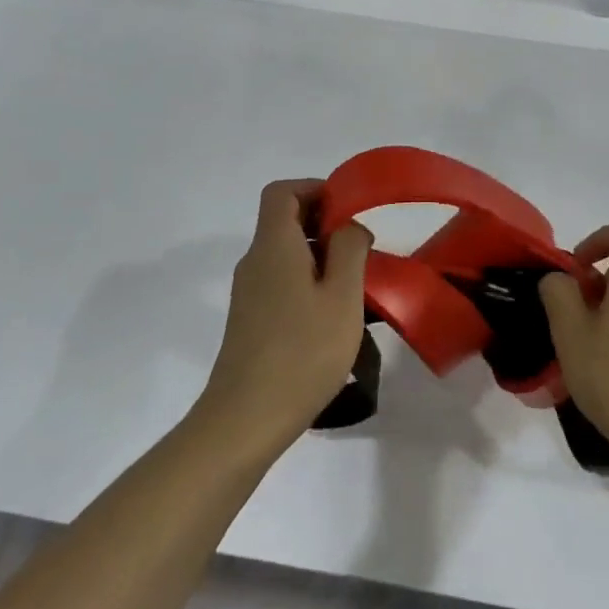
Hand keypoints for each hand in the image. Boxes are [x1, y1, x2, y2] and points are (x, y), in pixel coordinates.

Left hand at [196, 179, 371, 456]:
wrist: (245, 420)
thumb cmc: (302, 352)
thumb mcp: (342, 297)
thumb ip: (349, 250)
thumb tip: (349, 226)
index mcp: (273, 246)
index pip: (282, 192)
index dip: (315, 188)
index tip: (349, 210)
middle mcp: (254, 261)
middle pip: (284, 221)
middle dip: (325, 224)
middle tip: (362, 250)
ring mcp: (248, 292)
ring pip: (285, 254)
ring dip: (320, 256)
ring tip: (356, 286)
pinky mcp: (250, 319)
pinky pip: (280, 281)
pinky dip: (308, 281)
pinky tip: (332, 316)